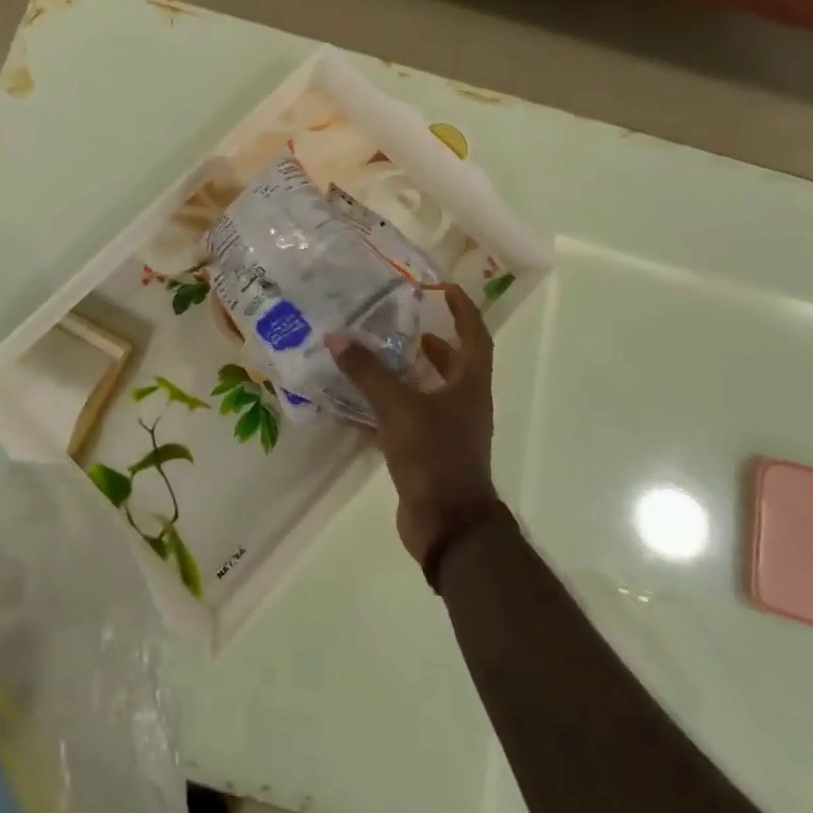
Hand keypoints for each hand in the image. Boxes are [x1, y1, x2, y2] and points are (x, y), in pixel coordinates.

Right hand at [329, 285, 498, 564]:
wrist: (448, 524)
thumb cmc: (434, 456)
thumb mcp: (398, 408)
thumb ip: (368, 372)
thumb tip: (338, 337)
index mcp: (469, 386)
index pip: (474, 337)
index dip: (463, 310)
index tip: (445, 288)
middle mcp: (464, 404)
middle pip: (455, 363)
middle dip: (433, 341)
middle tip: (402, 320)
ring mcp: (449, 430)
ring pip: (431, 391)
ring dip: (411, 372)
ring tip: (380, 354)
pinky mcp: (429, 452)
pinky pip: (410, 417)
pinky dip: (391, 404)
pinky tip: (363, 400)